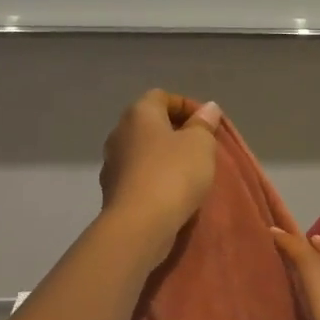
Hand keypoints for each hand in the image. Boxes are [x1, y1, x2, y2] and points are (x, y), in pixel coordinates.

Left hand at [98, 90, 223, 249]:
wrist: (140, 223)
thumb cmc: (174, 173)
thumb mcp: (201, 144)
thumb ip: (204, 124)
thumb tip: (208, 108)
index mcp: (139, 113)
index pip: (162, 96)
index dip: (186, 106)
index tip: (207, 124)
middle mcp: (119, 132)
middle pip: (150, 123)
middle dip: (175, 132)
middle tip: (200, 148)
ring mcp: (112, 162)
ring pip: (143, 151)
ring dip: (163, 157)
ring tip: (188, 172)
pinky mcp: (111, 190)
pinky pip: (137, 175)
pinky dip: (154, 178)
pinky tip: (170, 192)